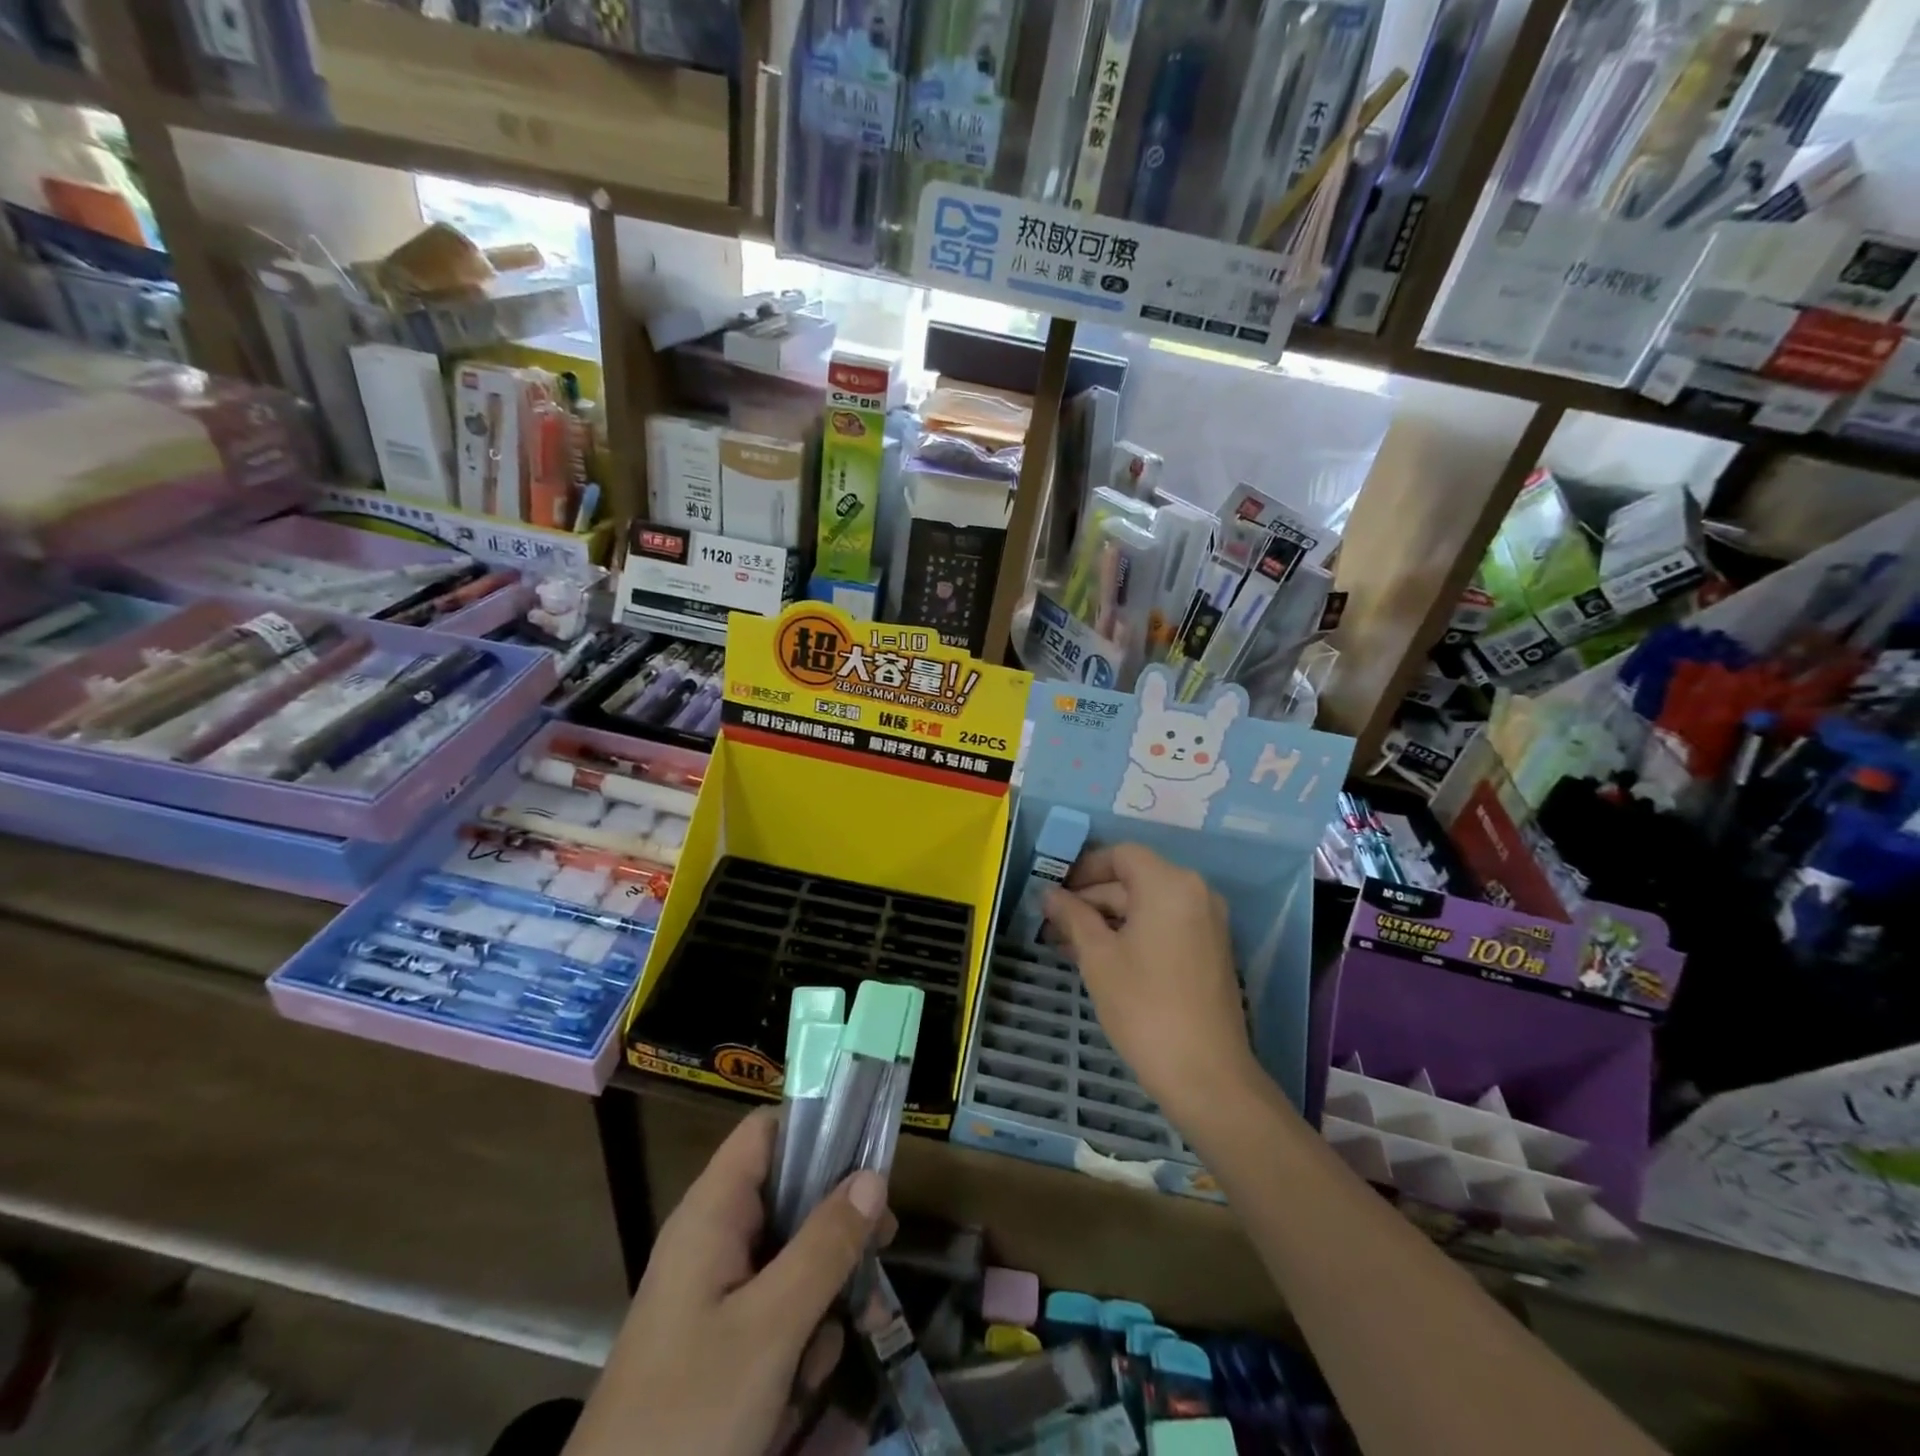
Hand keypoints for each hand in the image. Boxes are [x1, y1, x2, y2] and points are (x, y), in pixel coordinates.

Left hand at [566, 1108, 888, 1455]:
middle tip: (884, 1246)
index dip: (817, 1128)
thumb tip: (874, 1175)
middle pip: (789, 1194)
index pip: (767, 1132)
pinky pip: (775, 1307)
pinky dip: (801, 1332)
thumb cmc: (690, 1415)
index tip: (870, 1154)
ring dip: (826, 1290)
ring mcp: (714, 1291)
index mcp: (712, 1213)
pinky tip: (809, 1384)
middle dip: (838, 1224)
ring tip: (848, 1337)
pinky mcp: (719, 1340)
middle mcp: (713, 1238)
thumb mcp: (770, 1328)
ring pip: (790, 1256)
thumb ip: (825, 1246)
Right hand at [1043, 843, 1258, 1116]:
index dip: (1084, 868)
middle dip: (1091, 898)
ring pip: (1147, 905)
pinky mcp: (1210, 950)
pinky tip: (1100, 957)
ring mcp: (1207, 922)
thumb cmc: (1145, 1008)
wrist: (1206, 1075)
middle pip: (1134, 879)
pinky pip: (1164, 925)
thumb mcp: (1098, 957)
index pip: (1121, 855)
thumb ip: (1072, 916)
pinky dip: (1132, 933)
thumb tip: (1049, 894)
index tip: (1054, 892)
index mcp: (1170, 884)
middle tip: (1052, 923)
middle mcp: (1196, 893)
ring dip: (1108, 918)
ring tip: (1067, 944)